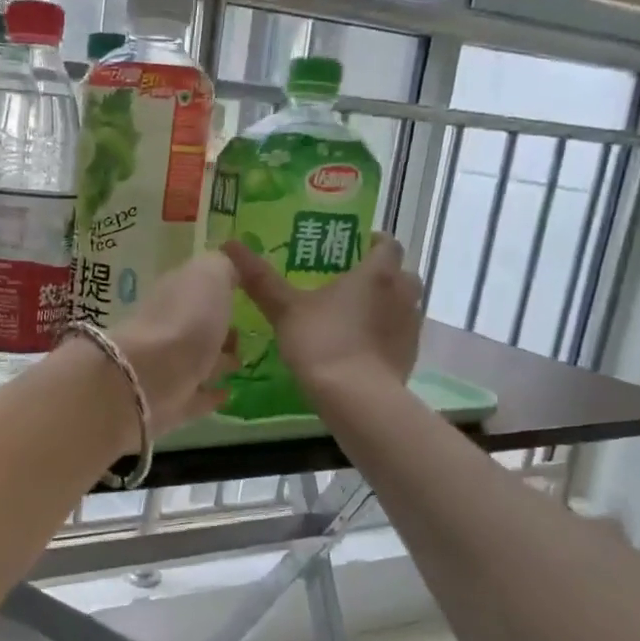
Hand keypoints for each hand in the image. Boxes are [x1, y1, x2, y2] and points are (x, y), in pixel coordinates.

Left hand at [109, 252, 240, 431]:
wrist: (149, 378)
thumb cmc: (185, 320)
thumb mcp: (210, 276)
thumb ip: (223, 265)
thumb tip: (230, 260)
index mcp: (175, 294)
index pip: (197, 286)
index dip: (220, 286)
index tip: (246, 290)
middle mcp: (168, 328)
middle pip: (197, 324)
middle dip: (219, 326)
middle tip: (249, 329)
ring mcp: (167, 368)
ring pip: (198, 361)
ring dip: (218, 360)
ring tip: (244, 360)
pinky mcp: (170, 405)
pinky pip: (195, 397)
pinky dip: (211, 394)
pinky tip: (230, 392)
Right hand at [222, 234, 422, 397]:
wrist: (356, 397)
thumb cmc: (322, 342)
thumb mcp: (284, 309)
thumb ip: (260, 278)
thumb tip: (229, 244)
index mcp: (377, 273)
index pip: (387, 244)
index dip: (372, 243)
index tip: (352, 249)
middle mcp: (402, 293)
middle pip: (400, 273)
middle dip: (381, 275)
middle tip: (349, 283)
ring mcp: (411, 326)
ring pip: (403, 305)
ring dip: (385, 305)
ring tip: (353, 317)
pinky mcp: (410, 355)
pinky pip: (400, 334)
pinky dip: (385, 334)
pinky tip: (359, 347)